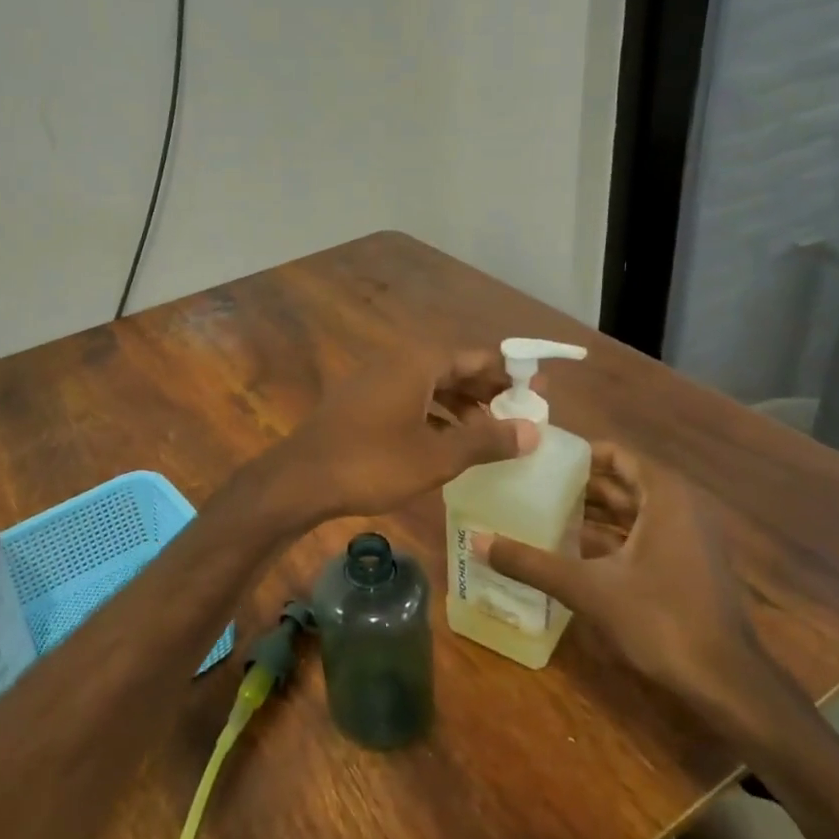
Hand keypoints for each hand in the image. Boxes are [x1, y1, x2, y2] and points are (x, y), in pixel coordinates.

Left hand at [266, 349, 539, 521]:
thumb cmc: (372, 463)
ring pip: (430, 386)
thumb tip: (533, 431)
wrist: (300, 480)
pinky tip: (447, 442)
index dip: (510, 374)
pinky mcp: (360, 404)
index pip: (477, 358)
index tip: (539, 392)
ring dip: (461, 405)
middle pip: (454, 369)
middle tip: (520, 415)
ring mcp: (374, 382)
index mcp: (418, 363)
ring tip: (490, 433)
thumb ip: (486, 441)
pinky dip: (434, 415)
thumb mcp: (436, 456)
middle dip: (487, 391)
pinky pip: (409, 399)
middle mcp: (397, 363)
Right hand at [483, 442, 771, 724]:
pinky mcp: (688, 567)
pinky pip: (643, 536)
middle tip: (531, 485)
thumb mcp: (589, 588)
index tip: (539, 459)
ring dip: (593, 513)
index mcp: (666, 498)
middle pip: (623, 482)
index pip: (618, 455)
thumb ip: (533, 563)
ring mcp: (689, 540)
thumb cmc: (662, 620)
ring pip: (633, 512)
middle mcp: (682, 509)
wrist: (728, 684)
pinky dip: (610, 538)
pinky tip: (573, 551)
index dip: (579, 454)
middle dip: (579, 484)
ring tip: (543, 513)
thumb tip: (477, 542)